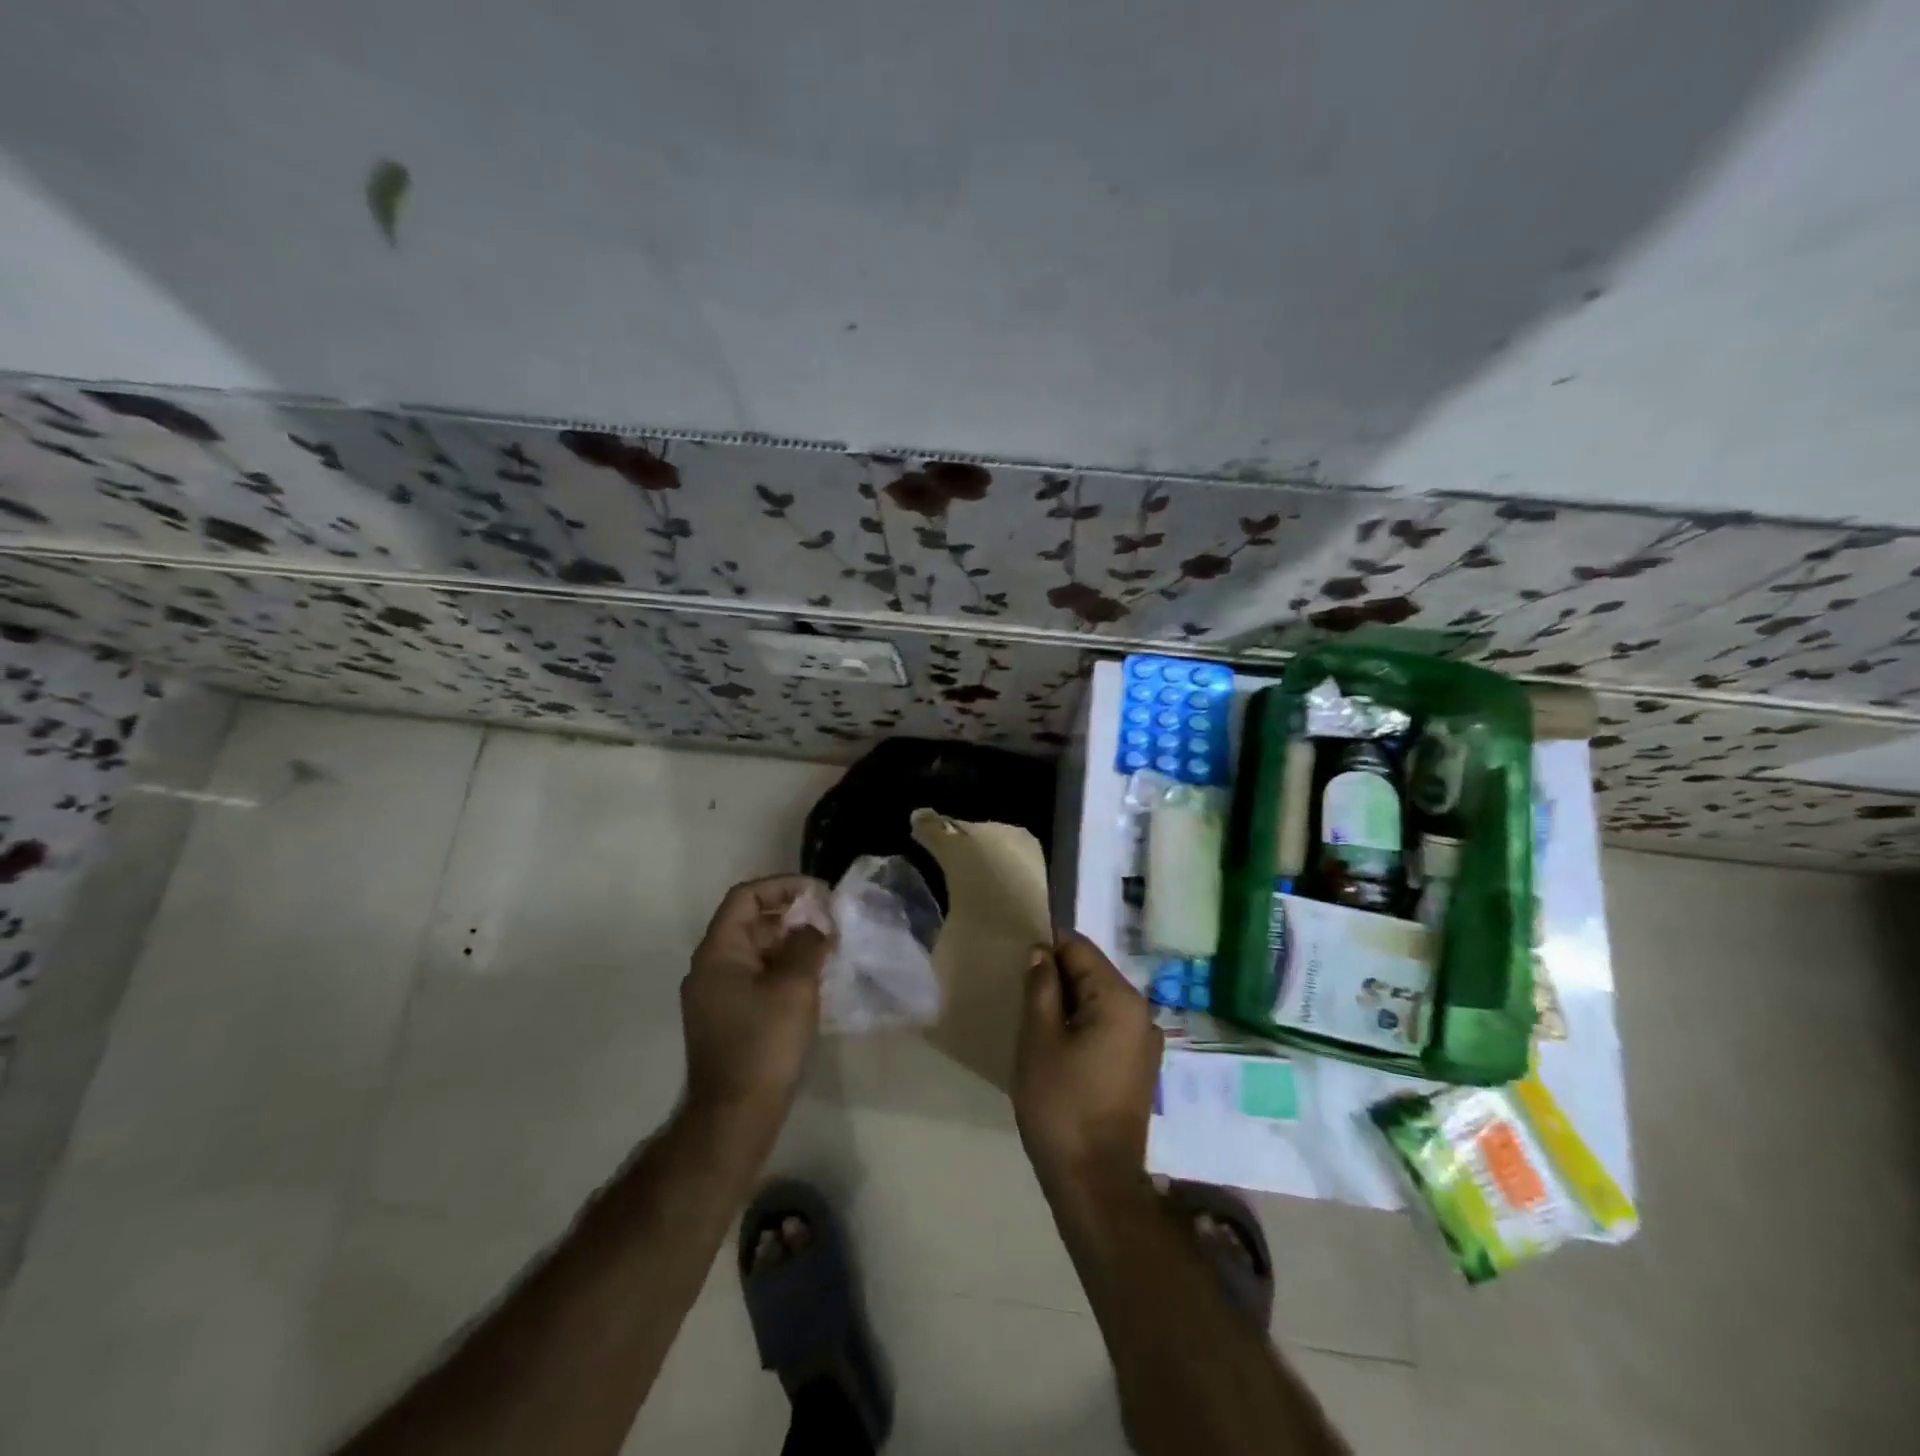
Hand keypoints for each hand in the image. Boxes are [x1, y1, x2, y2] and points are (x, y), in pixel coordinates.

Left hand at [681, 876, 830, 1135]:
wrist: (735, 1116)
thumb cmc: (764, 1044)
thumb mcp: (794, 987)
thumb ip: (808, 945)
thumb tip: (816, 926)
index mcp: (718, 953)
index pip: (745, 898)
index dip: (781, 886)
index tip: (818, 893)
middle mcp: (710, 968)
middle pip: (751, 923)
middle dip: (792, 917)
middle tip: (830, 924)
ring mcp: (716, 995)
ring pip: (756, 952)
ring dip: (790, 945)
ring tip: (828, 950)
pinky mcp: (727, 1018)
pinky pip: (756, 978)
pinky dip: (783, 970)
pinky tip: (813, 981)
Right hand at [1013, 933, 1163, 1196]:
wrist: (1095, 1183)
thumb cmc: (1061, 1105)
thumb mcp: (1038, 1039)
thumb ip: (1041, 987)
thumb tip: (1041, 952)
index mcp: (1120, 999)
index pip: (1080, 949)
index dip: (1047, 948)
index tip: (1018, 964)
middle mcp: (1142, 1012)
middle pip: (1093, 972)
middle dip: (1057, 977)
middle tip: (1022, 996)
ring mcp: (1145, 1041)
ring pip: (1099, 1000)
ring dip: (1068, 1003)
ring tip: (1036, 1023)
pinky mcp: (1140, 1066)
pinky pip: (1108, 1026)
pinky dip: (1083, 1025)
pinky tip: (1058, 1047)